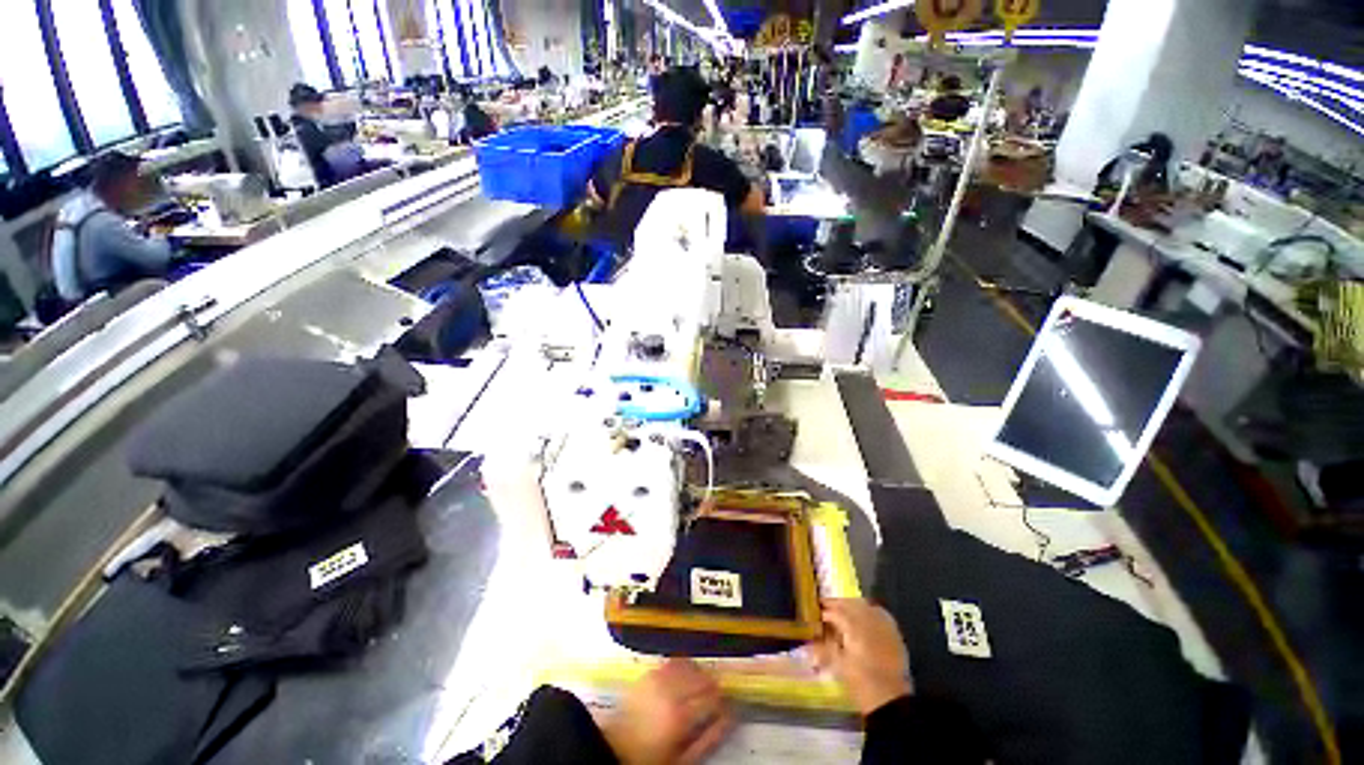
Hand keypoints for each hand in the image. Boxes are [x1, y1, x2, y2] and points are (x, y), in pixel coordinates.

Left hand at [601, 658, 732, 764]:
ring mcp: (659, 678)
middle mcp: (671, 690)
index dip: (726, 701)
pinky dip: (686, 666)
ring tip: (703, 686)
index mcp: (681, 715)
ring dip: (701, 674)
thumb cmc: (650, 756)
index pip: (714, 697)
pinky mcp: (650, 672)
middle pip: (705, 677)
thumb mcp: (684, 757)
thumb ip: (709, 738)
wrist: (617, 747)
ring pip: (692, 665)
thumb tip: (729, 720)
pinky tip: (686, 677)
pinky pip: (675, 661)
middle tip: (718, 697)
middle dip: (715, 686)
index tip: (729, 706)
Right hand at [807, 598, 912, 715]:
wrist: (890, 701)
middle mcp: (869, 620)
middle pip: (850, 603)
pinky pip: (880, 613)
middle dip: (837, 604)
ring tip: (843, 612)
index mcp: (853, 627)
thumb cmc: (860, 683)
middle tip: (827, 608)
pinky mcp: (894, 633)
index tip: (816, 612)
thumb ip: (824, 645)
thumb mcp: (838, 664)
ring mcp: (883, 625)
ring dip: (852, 606)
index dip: (824, 610)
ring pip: (865, 605)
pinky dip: (869, 611)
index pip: (835, 611)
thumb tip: (813, 635)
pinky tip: (864, 618)